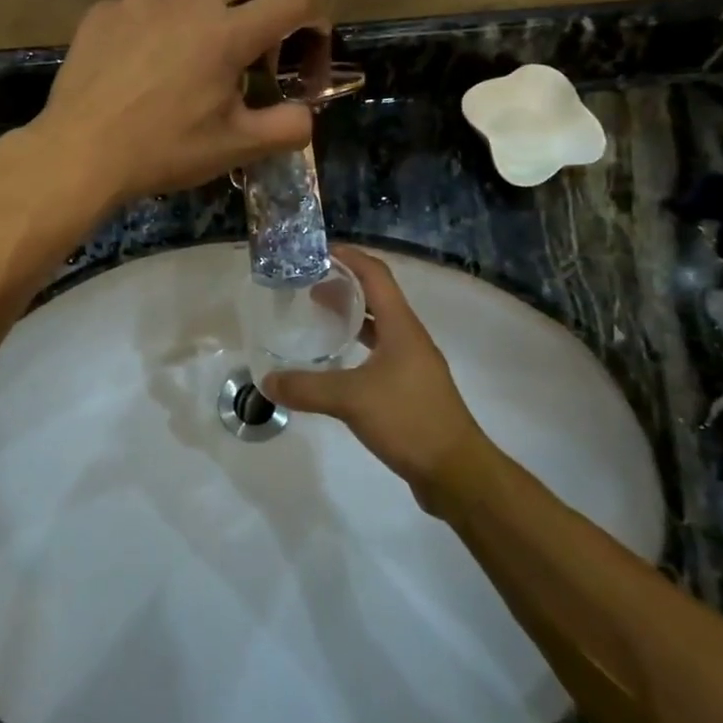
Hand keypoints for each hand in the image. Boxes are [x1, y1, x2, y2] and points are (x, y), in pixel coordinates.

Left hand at [29, 0, 326, 206]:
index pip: (292, 0)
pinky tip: (153, 54)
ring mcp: (140, 1)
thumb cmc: (163, 150)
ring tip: (209, 36)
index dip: (315, 16)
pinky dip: (165, 16)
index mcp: (226, 33)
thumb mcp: (235, 147)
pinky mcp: (104, 12)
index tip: (311, 42)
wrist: (79, 153)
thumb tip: (306, 116)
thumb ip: (286, 128)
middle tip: (264, 25)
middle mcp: (187, 1)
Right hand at [265, 247, 489, 499]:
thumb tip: (267, 381)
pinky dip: (357, 347)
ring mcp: (413, 364)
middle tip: (309, 286)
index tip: (320, 251)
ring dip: (352, 317)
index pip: (376, 275)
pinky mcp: (411, 389)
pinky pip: (380, 354)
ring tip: (318, 317)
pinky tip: (336, 363)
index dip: (351, 257)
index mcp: (402, 327)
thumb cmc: (408, 420)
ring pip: (380, 327)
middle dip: (345, 286)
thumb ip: (307, 387)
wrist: (456, 471)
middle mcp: (410, 338)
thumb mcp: (351, 400)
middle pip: (378, 298)